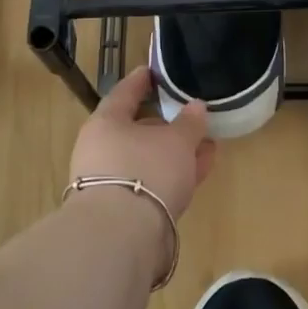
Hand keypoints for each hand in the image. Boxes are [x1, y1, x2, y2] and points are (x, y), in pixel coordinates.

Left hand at [68, 66, 215, 220]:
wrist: (121, 237)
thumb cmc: (146, 170)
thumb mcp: (176, 141)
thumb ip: (189, 122)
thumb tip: (196, 107)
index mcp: (106, 123)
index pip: (124, 92)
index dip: (141, 81)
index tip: (153, 71)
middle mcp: (101, 150)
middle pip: (136, 129)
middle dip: (167, 125)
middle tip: (191, 117)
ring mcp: (109, 182)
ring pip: (147, 159)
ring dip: (175, 153)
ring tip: (206, 147)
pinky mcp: (122, 211)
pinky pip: (152, 183)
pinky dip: (173, 175)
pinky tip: (198, 172)